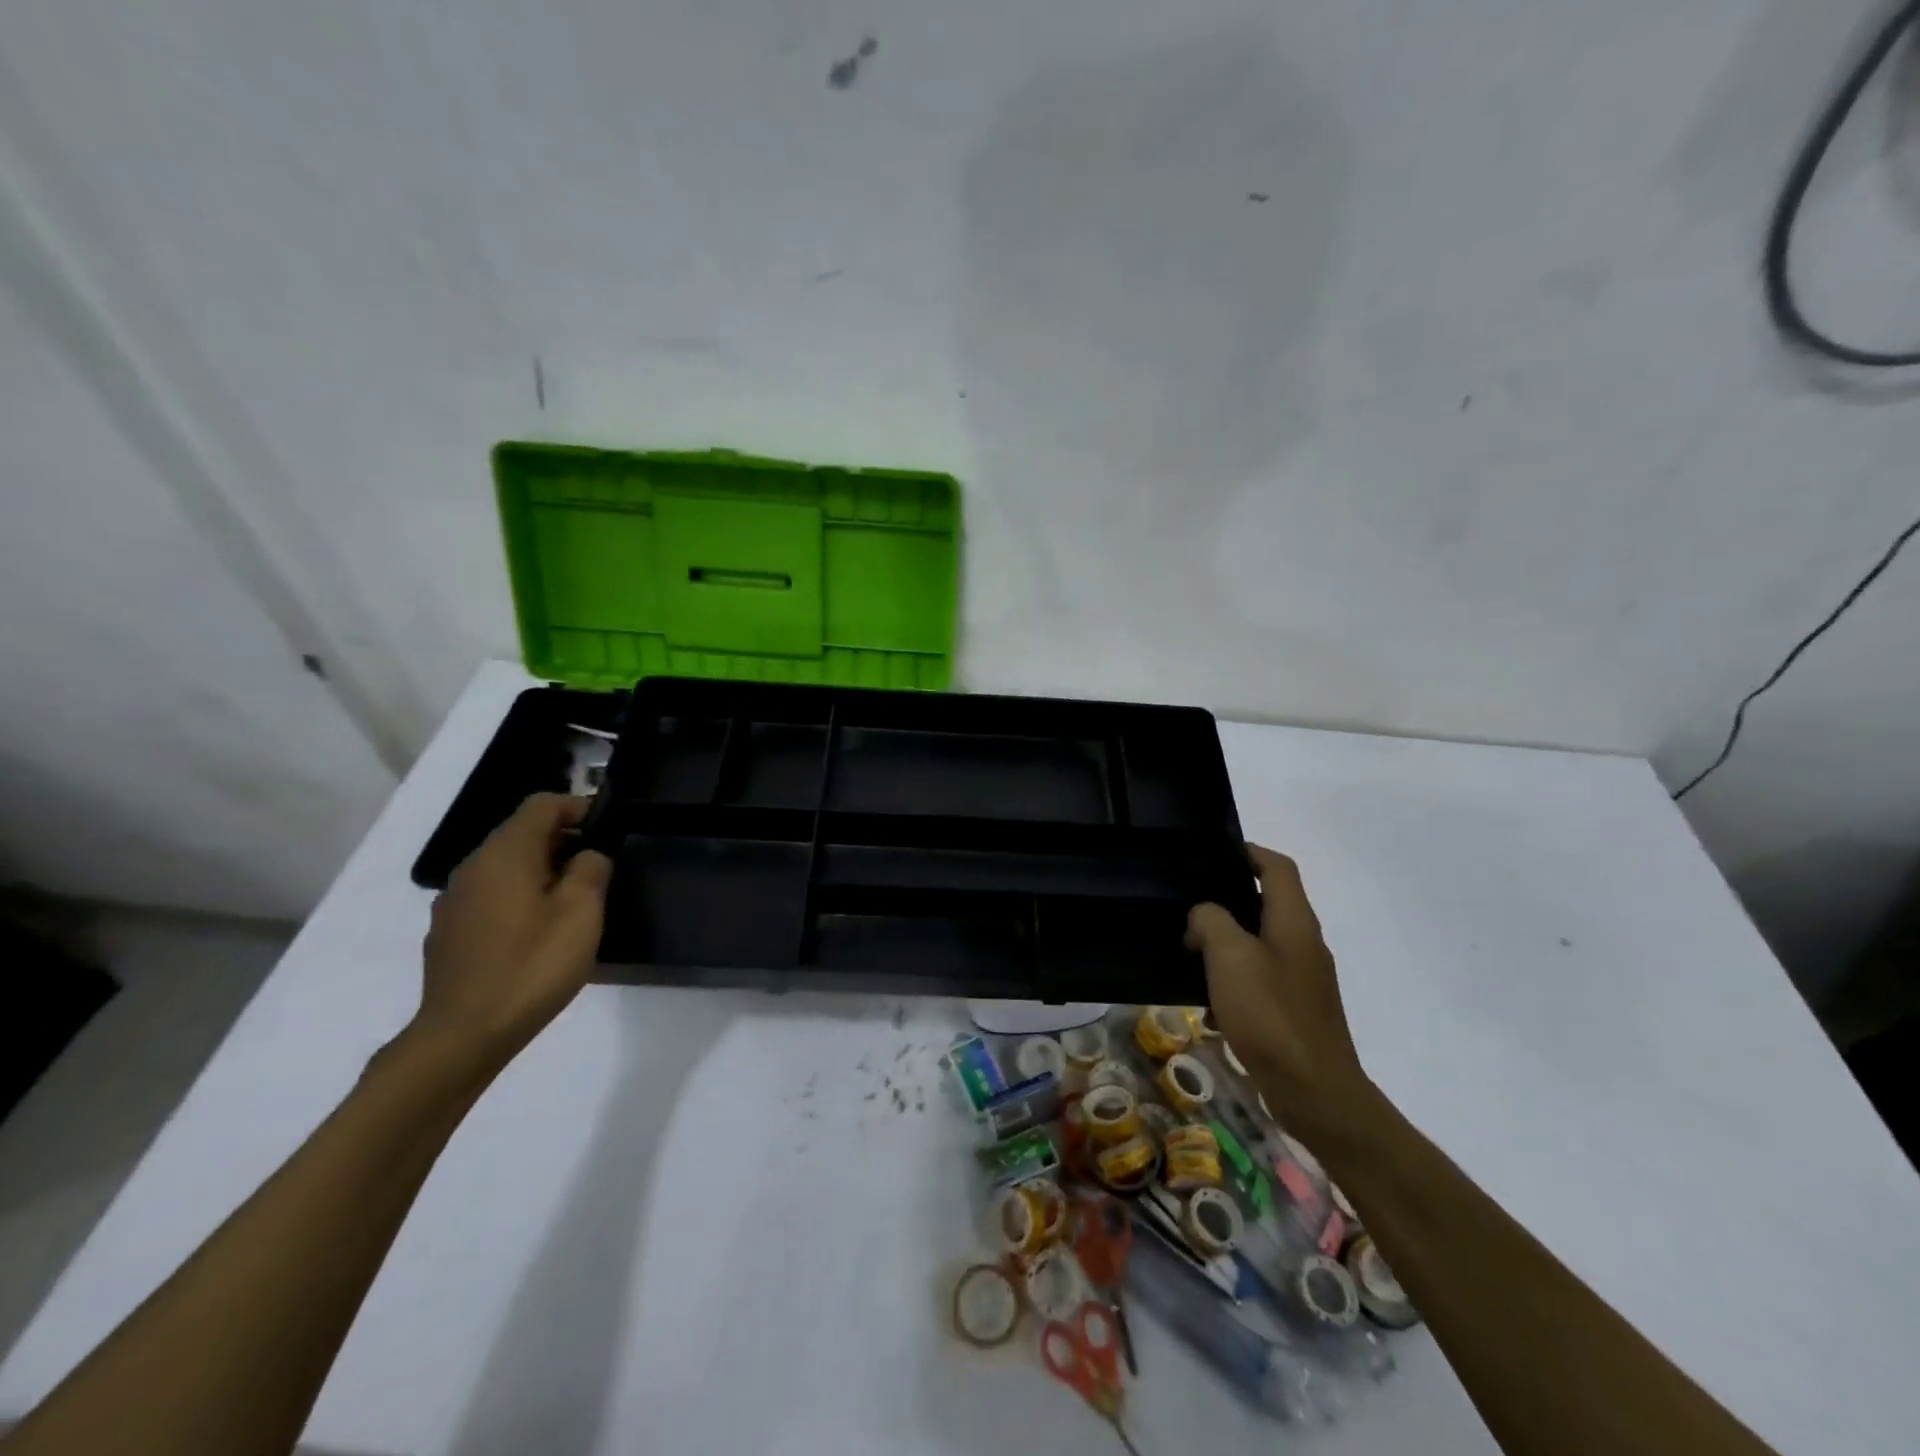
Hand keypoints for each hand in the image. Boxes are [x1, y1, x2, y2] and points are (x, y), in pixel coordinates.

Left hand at [413, 793, 612, 1073]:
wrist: (463, 1036)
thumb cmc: (531, 966)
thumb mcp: (581, 914)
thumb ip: (591, 870)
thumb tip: (588, 856)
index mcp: (505, 855)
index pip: (540, 805)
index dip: (577, 806)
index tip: (606, 826)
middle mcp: (473, 868)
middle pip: (520, 833)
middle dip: (562, 840)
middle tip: (598, 866)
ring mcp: (454, 901)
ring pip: (504, 866)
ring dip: (541, 870)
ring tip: (572, 900)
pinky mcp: (448, 933)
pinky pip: (490, 896)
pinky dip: (518, 897)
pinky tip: (537, 932)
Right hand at [1186, 844, 1373, 1148]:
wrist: (1315, 1092)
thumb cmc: (1271, 1015)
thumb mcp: (1230, 956)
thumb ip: (1211, 921)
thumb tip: (1204, 916)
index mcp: (1295, 922)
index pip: (1277, 867)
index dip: (1248, 852)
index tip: (1211, 853)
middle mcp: (1304, 943)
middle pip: (1268, 902)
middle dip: (1228, 898)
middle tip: (1188, 901)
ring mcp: (1303, 978)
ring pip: (1260, 941)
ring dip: (1226, 940)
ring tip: (1189, 947)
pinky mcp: (1296, 1009)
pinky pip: (1260, 977)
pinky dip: (1233, 977)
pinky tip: (1208, 999)